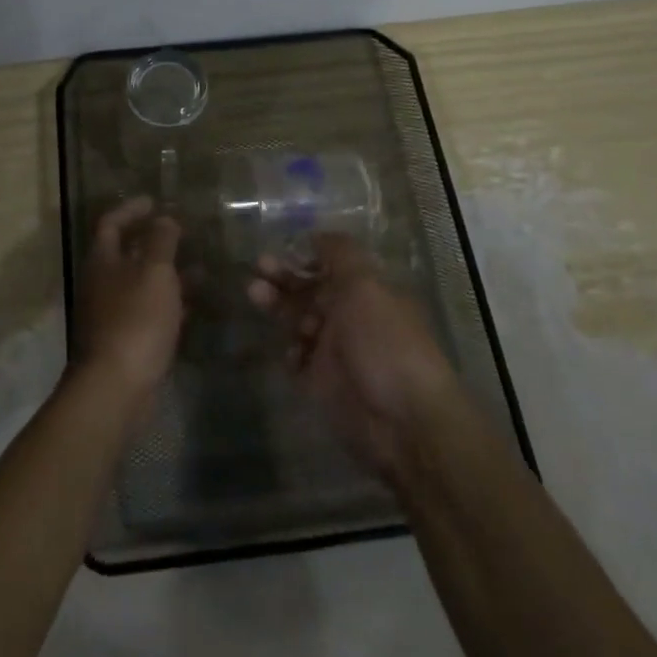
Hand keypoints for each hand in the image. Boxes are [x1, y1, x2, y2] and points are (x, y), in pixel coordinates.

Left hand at [72, 198, 184, 411]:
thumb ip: (161, 241)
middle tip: (185, 235)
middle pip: (126, 253)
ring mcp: (112, 314)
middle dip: (155, 242)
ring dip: (168, 274)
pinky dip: (170, 304)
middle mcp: (102, 283)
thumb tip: (164, 218)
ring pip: (141, 284)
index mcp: (102, 261)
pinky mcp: (125, 340)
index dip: (131, 209)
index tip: (155, 201)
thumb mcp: (154, 272)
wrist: (116, 387)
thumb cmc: (135, 320)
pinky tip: (195, 306)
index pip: (111, 223)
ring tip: (202, 270)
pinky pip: (149, 312)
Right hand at [249, 233, 460, 478]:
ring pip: (298, 320)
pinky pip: (296, 359)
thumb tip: (317, 235)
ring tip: (255, 293)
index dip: (306, 256)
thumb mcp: (366, 286)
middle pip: (310, 290)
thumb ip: (340, 255)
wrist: (402, 421)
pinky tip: (290, 350)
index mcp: (367, 292)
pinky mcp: (320, 383)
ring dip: (277, 306)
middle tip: (258, 268)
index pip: (331, 266)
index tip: (280, 247)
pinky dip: (289, 351)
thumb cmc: (385, 343)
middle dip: (284, 277)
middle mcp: (351, 317)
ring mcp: (335, 351)